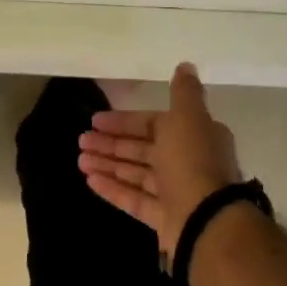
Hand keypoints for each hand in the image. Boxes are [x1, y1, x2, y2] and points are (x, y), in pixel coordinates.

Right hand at [77, 63, 242, 257]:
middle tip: (81, 141)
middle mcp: (187, 162)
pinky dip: (113, 189)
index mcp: (195, 136)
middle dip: (111, 144)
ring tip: (80, 160)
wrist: (206, 220)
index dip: (124, 121)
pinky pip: (134, 199)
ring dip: (107, 165)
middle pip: (142, 149)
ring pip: (136, 174)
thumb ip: (184, 92)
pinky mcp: (164, 218)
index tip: (96, 120)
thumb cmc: (192, 162)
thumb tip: (185, 65)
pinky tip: (90, 181)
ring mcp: (175, 192)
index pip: (153, 123)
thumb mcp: (188, 118)